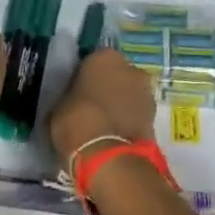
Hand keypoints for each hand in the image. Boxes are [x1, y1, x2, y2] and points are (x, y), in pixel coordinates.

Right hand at [48, 47, 155, 167]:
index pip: (92, 61)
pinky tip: (114, 134)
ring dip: (120, 104)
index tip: (76, 92)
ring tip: (103, 124)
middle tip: (91, 107)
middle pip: (116, 76)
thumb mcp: (58, 106)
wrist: (109, 156)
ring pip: (129, 94)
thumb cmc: (77, 122)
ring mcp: (146, 92)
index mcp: (104, 57)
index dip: (84, 77)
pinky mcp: (155, 117)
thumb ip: (70, 95)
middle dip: (107, 88)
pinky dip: (128, 120)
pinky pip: (136, 113)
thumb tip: (72, 99)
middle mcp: (131, 68)